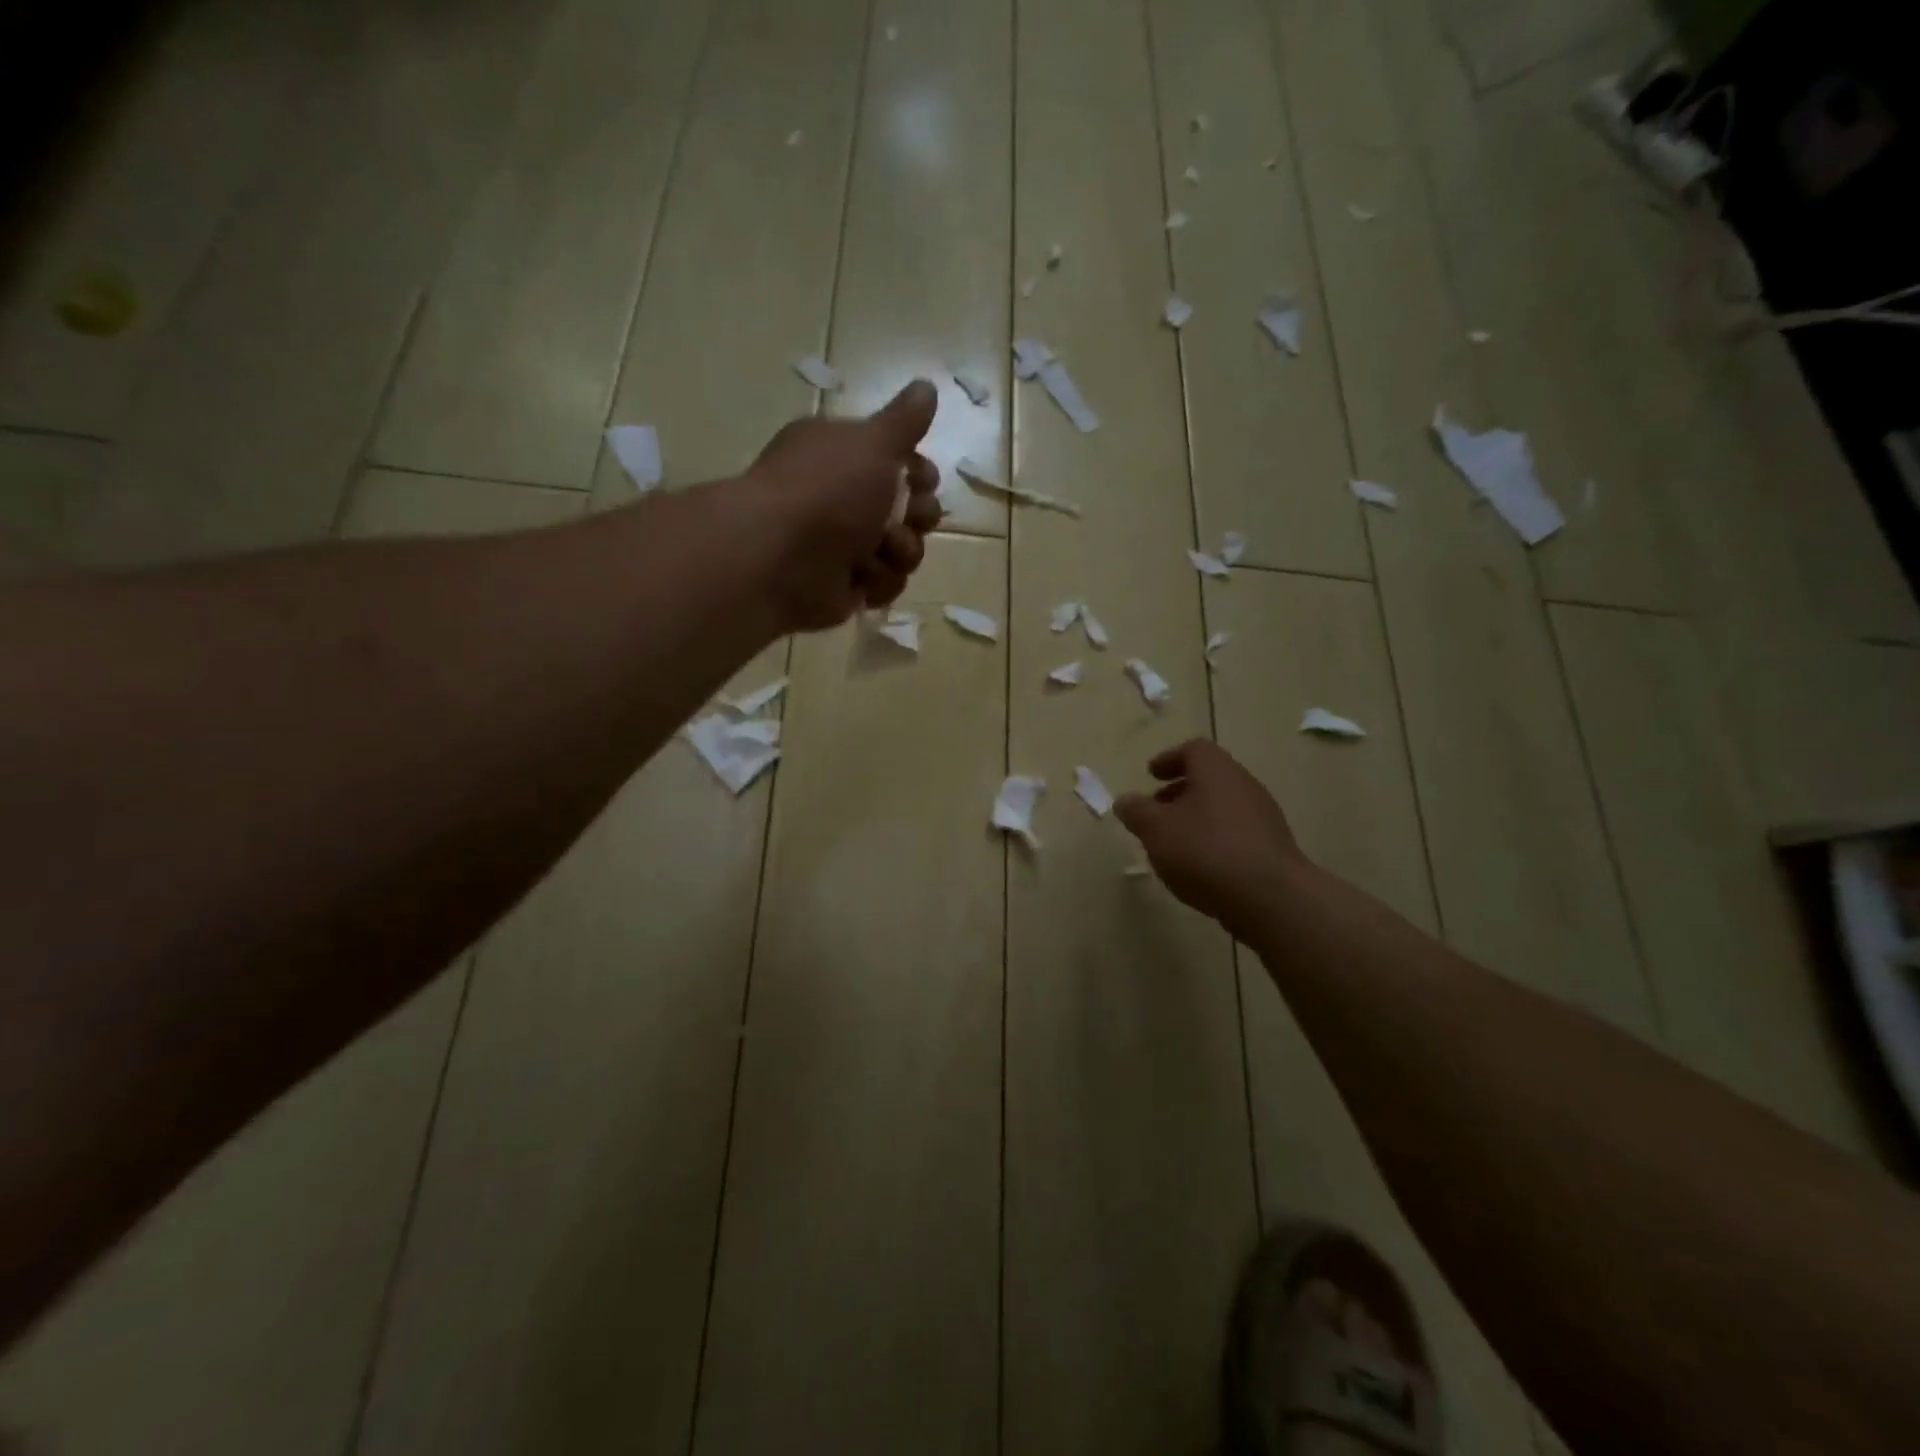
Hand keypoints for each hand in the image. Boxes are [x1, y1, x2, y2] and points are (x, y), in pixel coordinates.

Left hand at [746, 379, 942, 631]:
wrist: (780, 557)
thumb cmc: (827, 490)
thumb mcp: (873, 442)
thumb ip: (905, 419)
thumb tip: (927, 386)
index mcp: (842, 455)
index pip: (900, 462)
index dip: (920, 473)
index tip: (920, 478)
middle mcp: (842, 497)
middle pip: (910, 509)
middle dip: (918, 516)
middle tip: (905, 517)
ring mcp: (844, 545)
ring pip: (903, 550)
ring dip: (900, 550)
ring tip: (878, 550)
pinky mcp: (846, 585)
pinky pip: (885, 584)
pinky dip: (878, 581)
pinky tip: (860, 576)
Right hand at [1115, 740, 1310, 942]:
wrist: (1270, 898)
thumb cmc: (1205, 851)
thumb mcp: (1156, 830)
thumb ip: (1136, 811)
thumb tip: (1125, 801)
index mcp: (1216, 771)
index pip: (1194, 750)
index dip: (1169, 759)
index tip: (1151, 775)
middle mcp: (1244, 785)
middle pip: (1209, 779)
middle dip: (1179, 792)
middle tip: (1156, 811)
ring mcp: (1263, 817)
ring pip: (1222, 807)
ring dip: (1196, 819)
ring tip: (1172, 844)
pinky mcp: (1272, 848)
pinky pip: (1236, 833)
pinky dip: (1213, 840)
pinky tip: (1199, 867)